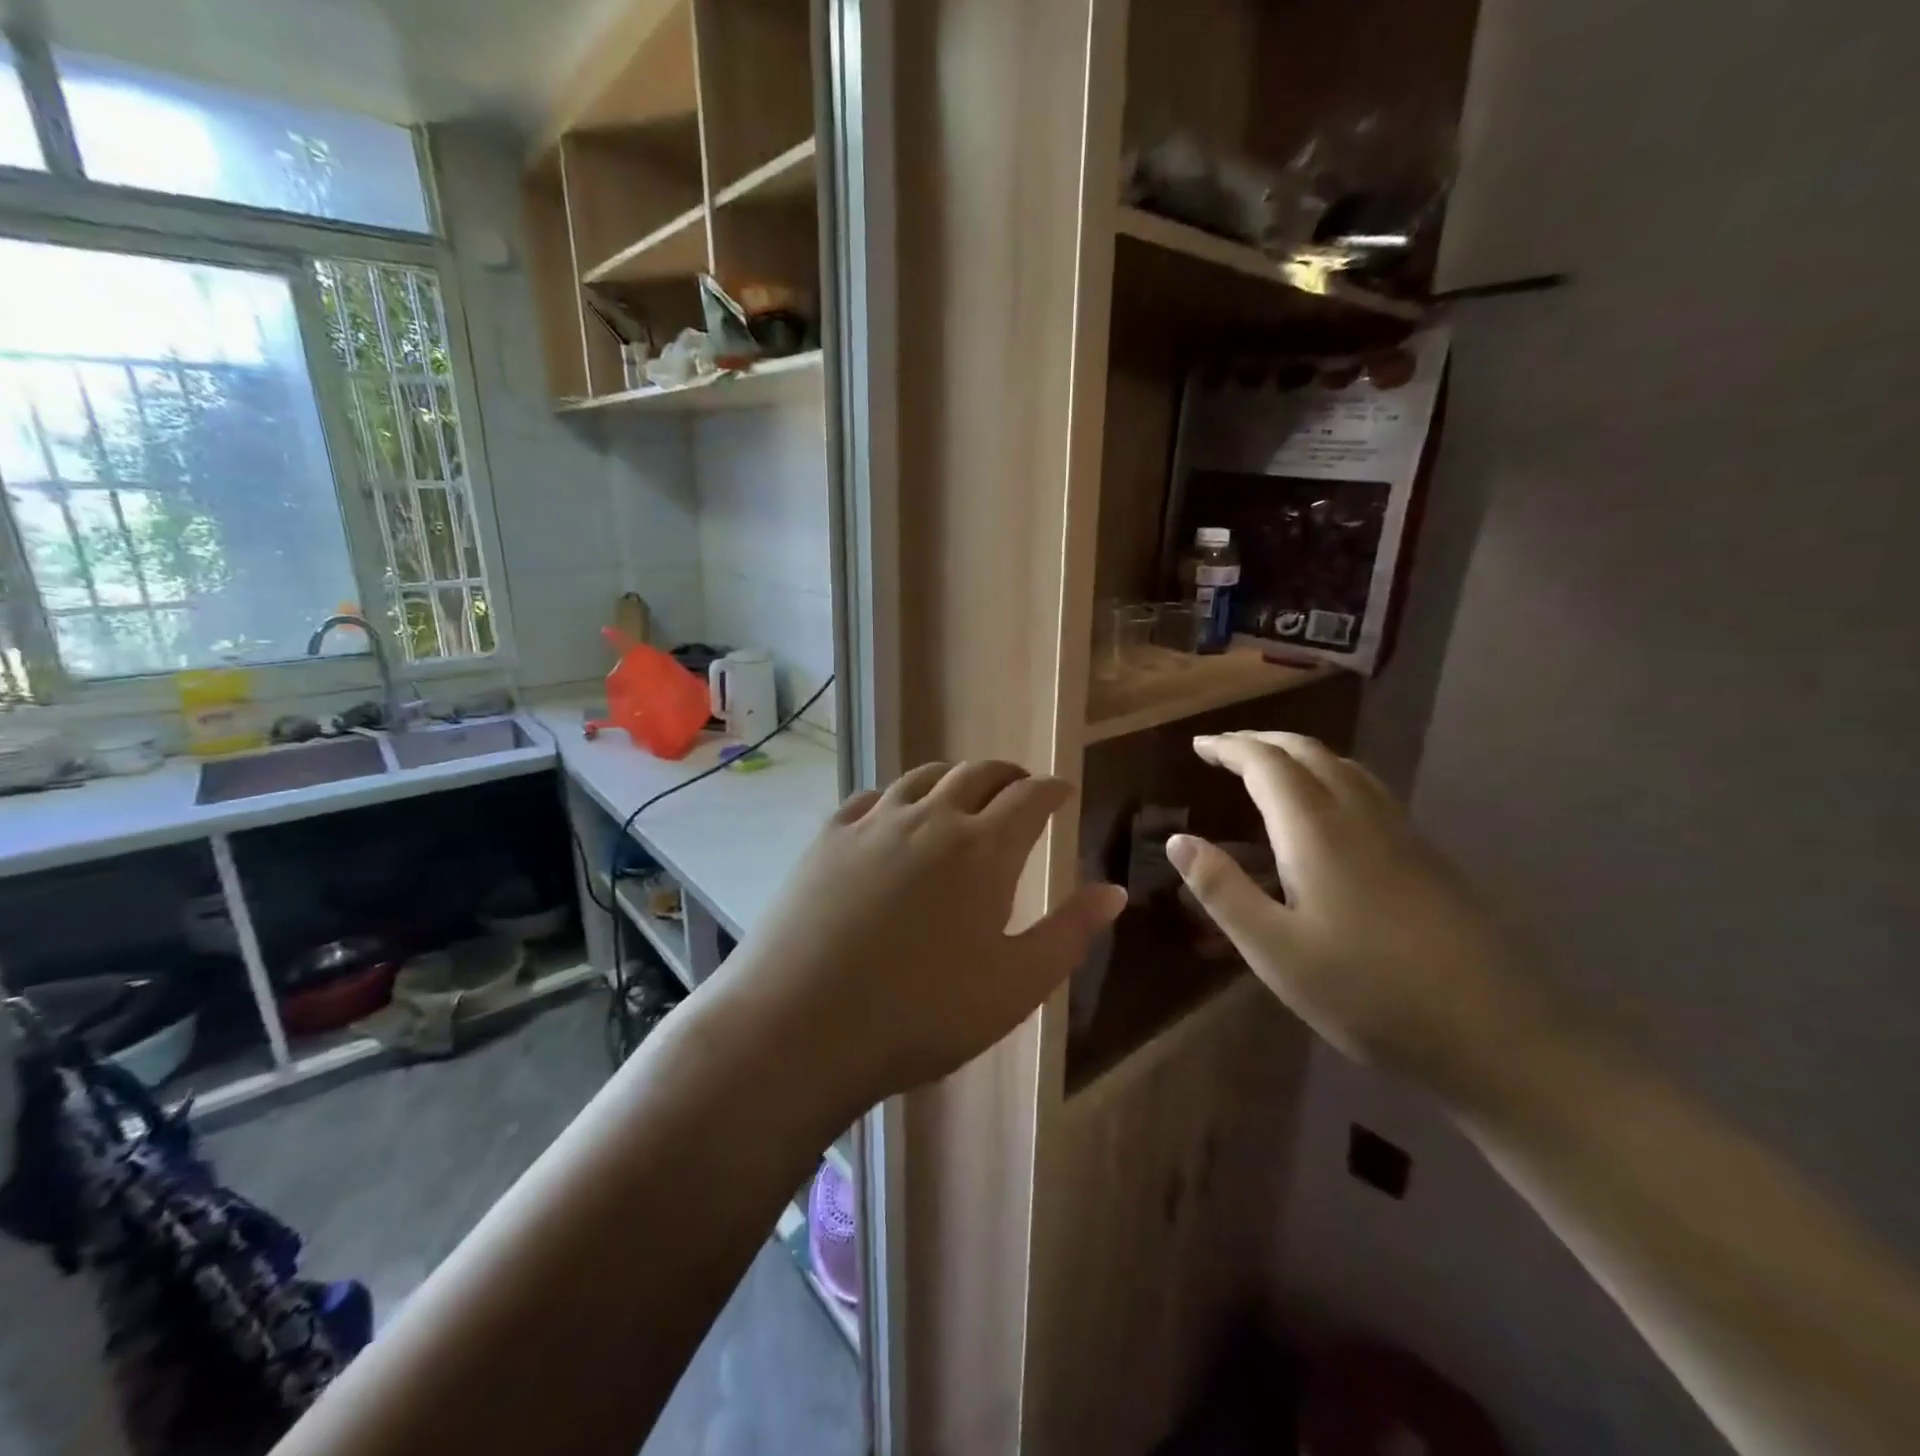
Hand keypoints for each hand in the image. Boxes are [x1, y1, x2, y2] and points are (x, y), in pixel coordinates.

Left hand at [718, 761, 1125, 1111]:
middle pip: (978, 774)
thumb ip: (1070, 933)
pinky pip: (872, 797)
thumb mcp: (1015, 985)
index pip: (1029, 796)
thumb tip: (1114, 891)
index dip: (1051, 789)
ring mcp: (874, 822)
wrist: (803, 1024)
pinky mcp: (829, 837)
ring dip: (953, 777)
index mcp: (984, 848)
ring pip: (923, 776)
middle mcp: (931, 818)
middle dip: (1007, 775)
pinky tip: (894, 814)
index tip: (1062, 791)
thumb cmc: (923, 1013)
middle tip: (1019, 788)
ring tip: (963, 792)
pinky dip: (897, 796)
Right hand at [1167, 731, 1541, 1097]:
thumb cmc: (1369, 992)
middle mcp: (1359, 814)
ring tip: (1270, 766)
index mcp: (1316, 830)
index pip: (1265, 763)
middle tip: (1225, 748)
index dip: (1228, 747)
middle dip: (1261, 741)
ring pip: (1344, 766)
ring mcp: (1401, 832)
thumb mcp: (1275, 950)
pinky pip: (1368, 789)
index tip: (1198, 745)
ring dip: (1299, 753)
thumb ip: (1222, 890)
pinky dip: (1331, 775)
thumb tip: (1178, 839)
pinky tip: (1329, 810)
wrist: (1498, 1033)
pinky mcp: (1426, 855)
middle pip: (1308, 751)